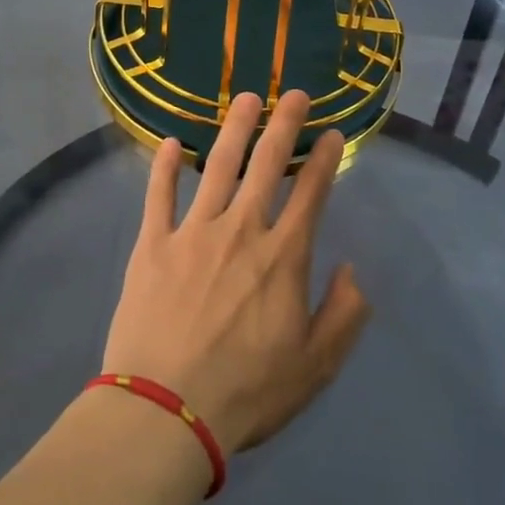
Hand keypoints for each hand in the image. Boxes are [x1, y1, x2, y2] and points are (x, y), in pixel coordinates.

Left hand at [101, 92, 369, 455]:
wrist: (165, 411)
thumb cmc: (246, 392)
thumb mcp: (315, 366)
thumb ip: (344, 315)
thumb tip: (352, 270)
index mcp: (282, 257)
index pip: (312, 194)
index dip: (325, 159)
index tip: (333, 133)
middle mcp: (241, 230)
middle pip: (266, 165)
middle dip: (283, 124)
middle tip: (293, 93)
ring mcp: (193, 232)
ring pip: (218, 166)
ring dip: (234, 129)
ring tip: (245, 98)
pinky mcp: (152, 244)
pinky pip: (159, 194)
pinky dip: (165, 166)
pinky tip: (171, 141)